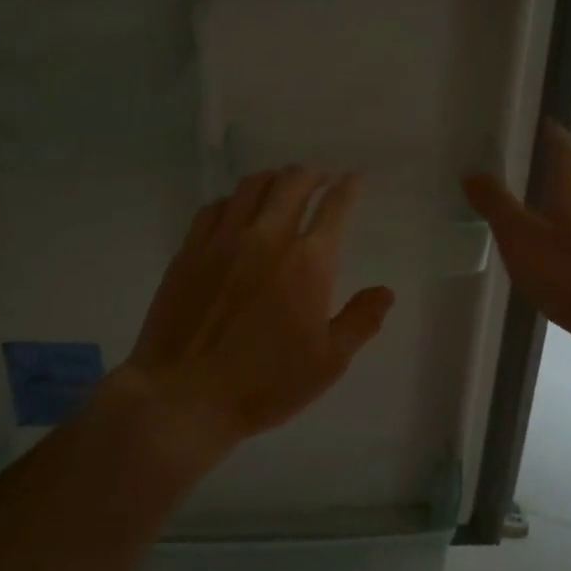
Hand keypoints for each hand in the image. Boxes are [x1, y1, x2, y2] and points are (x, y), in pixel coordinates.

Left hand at [119, 167, 395, 456]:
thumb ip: (361, 321)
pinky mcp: (190, 250)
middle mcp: (267, 237)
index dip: (348, 188)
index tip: (354, 179)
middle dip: (312, 174)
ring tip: (281, 186)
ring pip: (252, 186)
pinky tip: (236, 210)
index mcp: (308, 262)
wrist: (184, 396)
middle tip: (320, 178)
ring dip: (274, 179)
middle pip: (292, 183)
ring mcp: (223, 240)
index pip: (335, 208)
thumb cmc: (265, 384)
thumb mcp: (328, 363)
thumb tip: (385, 291)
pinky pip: (215, 207)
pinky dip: (234, 200)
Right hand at [463, 122, 570, 367]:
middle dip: (555, 175)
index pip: (562, 146)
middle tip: (527, 180)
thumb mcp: (519, 238)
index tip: (534, 125)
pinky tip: (566, 259)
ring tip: (542, 222)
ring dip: (568, 208)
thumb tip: (473, 173)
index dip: (548, 133)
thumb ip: (495, 204)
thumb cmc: (569, 275)